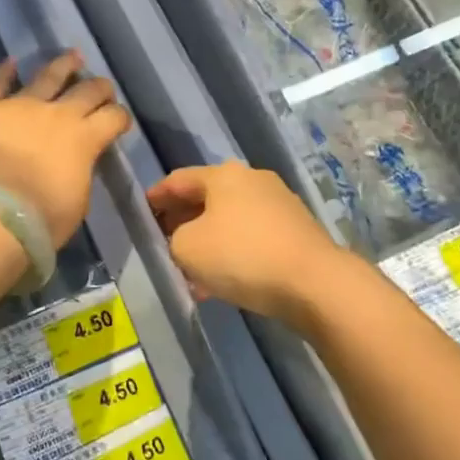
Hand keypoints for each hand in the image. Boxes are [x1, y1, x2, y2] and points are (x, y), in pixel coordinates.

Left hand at [0, 52, 131, 247]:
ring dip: (63, 66)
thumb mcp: (76, 202)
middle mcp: (56, 114)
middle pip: (86, 90)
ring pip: (46, 76)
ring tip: (72, 56)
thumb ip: (79, 173)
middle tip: (102, 86)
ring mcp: (18, 105)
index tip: (120, 120)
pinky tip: (10, 62)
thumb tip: (75, 163)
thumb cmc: (40, 221)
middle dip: (98, 87)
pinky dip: (3, 72)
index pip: (113, 118)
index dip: (120, 117)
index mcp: (84, 140)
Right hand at [147, 162, 349, 327]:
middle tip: (165, 241)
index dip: (157, 196)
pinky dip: (233, 253)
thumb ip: (174, 238)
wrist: (316, 284)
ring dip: (209, 241)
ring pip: (230, 221)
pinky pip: (252, 238)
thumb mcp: (187, 248)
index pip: (179, 180)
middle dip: (183, 220)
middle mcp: (252, 180)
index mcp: (223, 175)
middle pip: (207, 198)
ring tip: (192, 270)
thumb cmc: (242, 256)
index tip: (143, 211)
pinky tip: (222, 282)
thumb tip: (188, 240)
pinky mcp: (297, 232)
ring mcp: (279, 205)